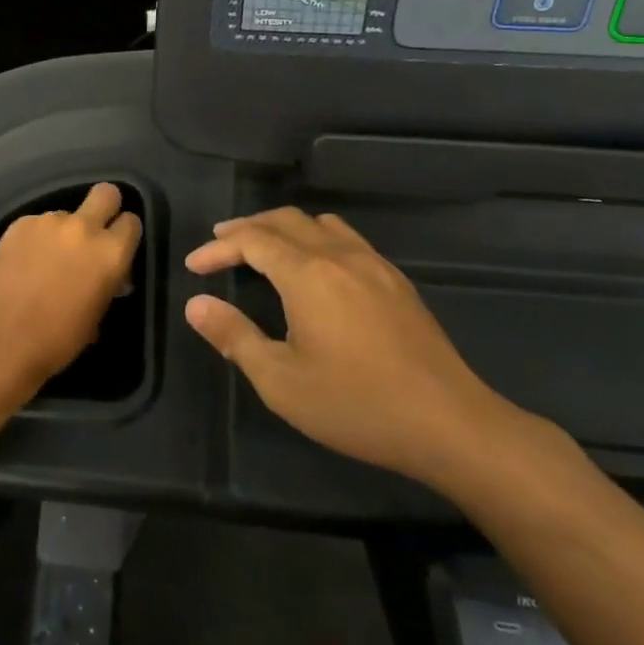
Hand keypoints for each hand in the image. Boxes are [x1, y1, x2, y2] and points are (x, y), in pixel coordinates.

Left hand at [0, 183, 142, 393]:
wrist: (2, 341)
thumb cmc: (58, 340)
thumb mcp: (97, 314)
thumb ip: (107, 283)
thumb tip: (108, 276)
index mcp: (110, 253)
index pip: (132, 222)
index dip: (124, 234)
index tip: (116, 248)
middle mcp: (83, 228)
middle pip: (105, 193)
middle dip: (104, 206)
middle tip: (92, 231)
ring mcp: (48, 222)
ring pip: (64, 214)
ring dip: (61, 232)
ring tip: (44, 260)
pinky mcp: (18, 224)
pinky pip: (35, 224)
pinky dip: (34, 239)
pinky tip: (22, 263)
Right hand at [184, 207, 530, 489]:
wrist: (449, 423)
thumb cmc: (356, 404)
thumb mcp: (281, 380)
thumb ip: (234, 337)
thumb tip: (197, 305)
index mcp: (308, 275)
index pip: (253, 241)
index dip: (219, 247)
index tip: (194, 266)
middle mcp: (340, 256)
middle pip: (285, 220)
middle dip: (247, 228)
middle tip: (219, 244)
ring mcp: (374, 265)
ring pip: (320, 224)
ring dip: (284, 228)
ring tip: (263, 248)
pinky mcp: (397, 282)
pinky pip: (347, 239)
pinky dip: (316, 238)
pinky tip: (315, 269)